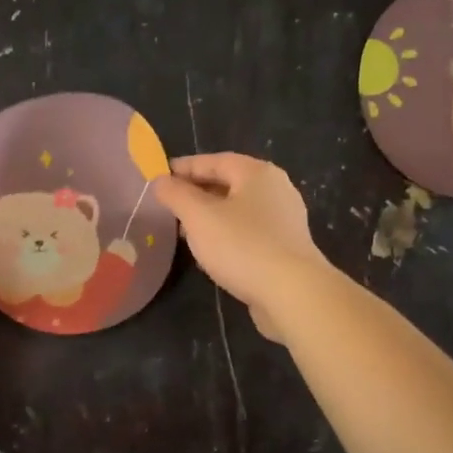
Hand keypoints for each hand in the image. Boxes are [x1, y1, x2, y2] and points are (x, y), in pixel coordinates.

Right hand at [152, 154, 331, 342]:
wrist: (292, 292)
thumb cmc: (242, 246)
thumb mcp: (198, 217)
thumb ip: (176, 195)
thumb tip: (160, 181)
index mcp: (257, 173)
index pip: (215, 160)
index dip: (185, 166)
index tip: (160, 175)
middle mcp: (276, 189)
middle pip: (230, 183)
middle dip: (198, 192)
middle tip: (170, 203)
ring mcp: (284, 220)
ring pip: (239, 210)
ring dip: (211, 216)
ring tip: (185, 229)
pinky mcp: (286, 248)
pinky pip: (249, 232)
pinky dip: (226, 235)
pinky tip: (211, 252)